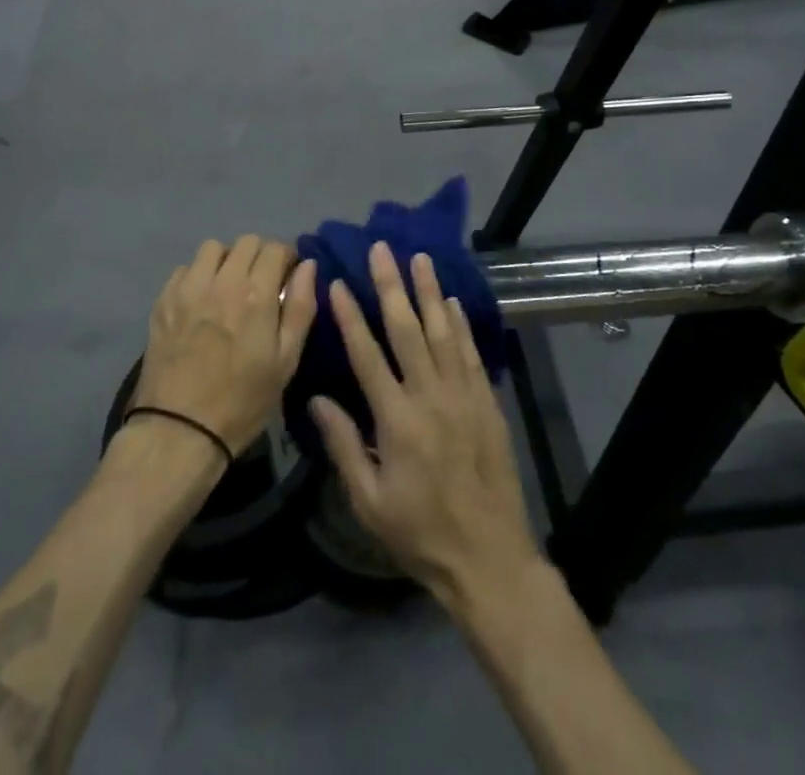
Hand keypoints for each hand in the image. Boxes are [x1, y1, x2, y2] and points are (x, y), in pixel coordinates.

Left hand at [135, 236, 319, 452]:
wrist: (179, 430)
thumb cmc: (243, 401)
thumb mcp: (286, 361)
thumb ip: (301, 307)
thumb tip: (308, 266)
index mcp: (256, 294)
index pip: (276, 248)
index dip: (288, 258)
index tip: (289, 277)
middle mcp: (222, 280)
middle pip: (246, 242)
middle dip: (260, 256)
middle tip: (262, 283)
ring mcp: (188, 288)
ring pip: (213, 248)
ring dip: (227, 260)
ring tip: (229, 287)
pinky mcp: (163, 300)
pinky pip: (186, 269)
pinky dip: (199, 275)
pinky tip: (202, 301)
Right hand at [308, 242, 542, 607]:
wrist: (489, 556)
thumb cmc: (420, 532)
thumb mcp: (369, 501)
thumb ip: (342, 445)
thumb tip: (316, 398)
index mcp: (397, 419)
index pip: (367, 354)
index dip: (351, 316)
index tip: (339, 282)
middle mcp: (430, 395)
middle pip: (408, 329)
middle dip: (392, 285)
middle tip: (382, 249)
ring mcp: (463, 395)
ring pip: (443, 331)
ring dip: (429, 292)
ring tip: (420, 257)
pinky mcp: (486, 402)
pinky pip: (471, 352)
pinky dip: (461, 324)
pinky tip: (452, 301)